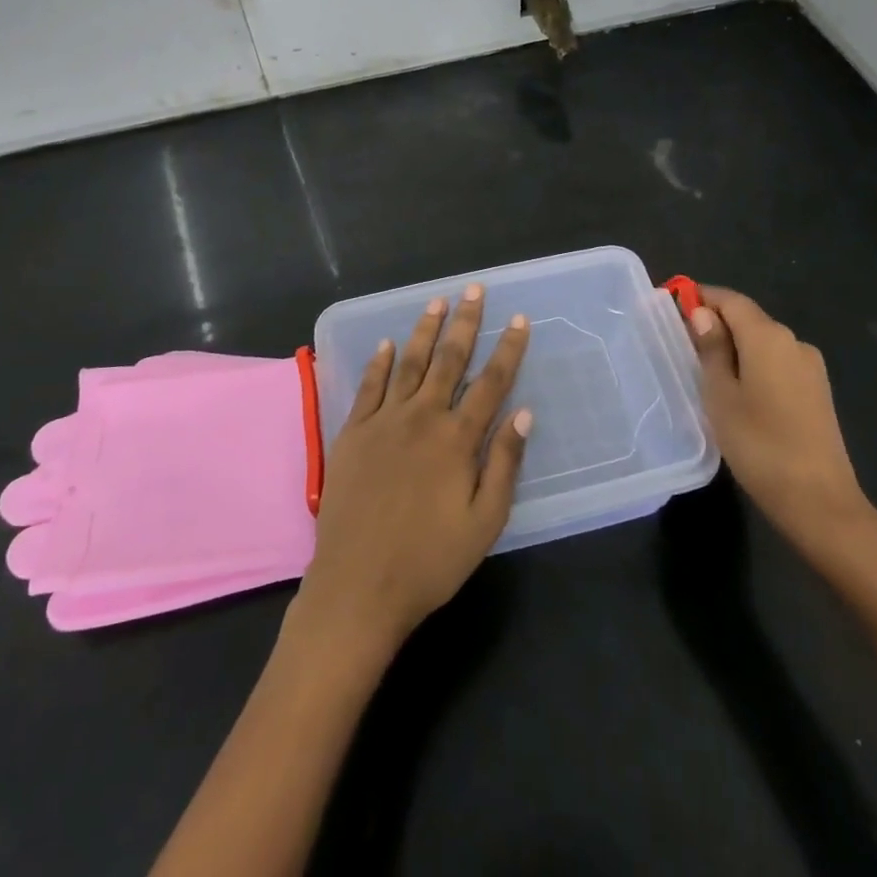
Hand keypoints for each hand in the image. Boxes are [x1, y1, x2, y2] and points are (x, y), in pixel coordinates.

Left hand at [289, 285, 531, 661]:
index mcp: (456, 439)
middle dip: (465, 322)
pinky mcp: (352, 433)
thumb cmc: (429, 561)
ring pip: (409, 364)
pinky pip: (368, 387)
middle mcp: (421, 418)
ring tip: (437, 302)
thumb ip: (504, 463)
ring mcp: (383, 421)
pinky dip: (379, 362)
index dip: (508, 349)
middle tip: (474, 290)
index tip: (519, 320)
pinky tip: (386, 344)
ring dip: (425, 331)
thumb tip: (524, 412)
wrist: (358, 586)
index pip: (491, 382)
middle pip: (449, 360)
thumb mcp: (484, 522)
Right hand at [688, 286, 876, 566]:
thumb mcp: (721, 395)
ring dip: (735, 347)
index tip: (673, 306)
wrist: (820, 502)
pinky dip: (754, 366)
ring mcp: (811, 368)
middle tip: (683, 345)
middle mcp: (794, 342)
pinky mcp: (818, 392)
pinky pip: (778, 364)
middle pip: (749, 319)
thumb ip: (712, 349)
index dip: (702, 297)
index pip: (731, 300)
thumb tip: (704, 313)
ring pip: (764, 343)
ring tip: (706, 373)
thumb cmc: (759, 444)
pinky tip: (738, 392)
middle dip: (717, 324)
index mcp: (768, 337)